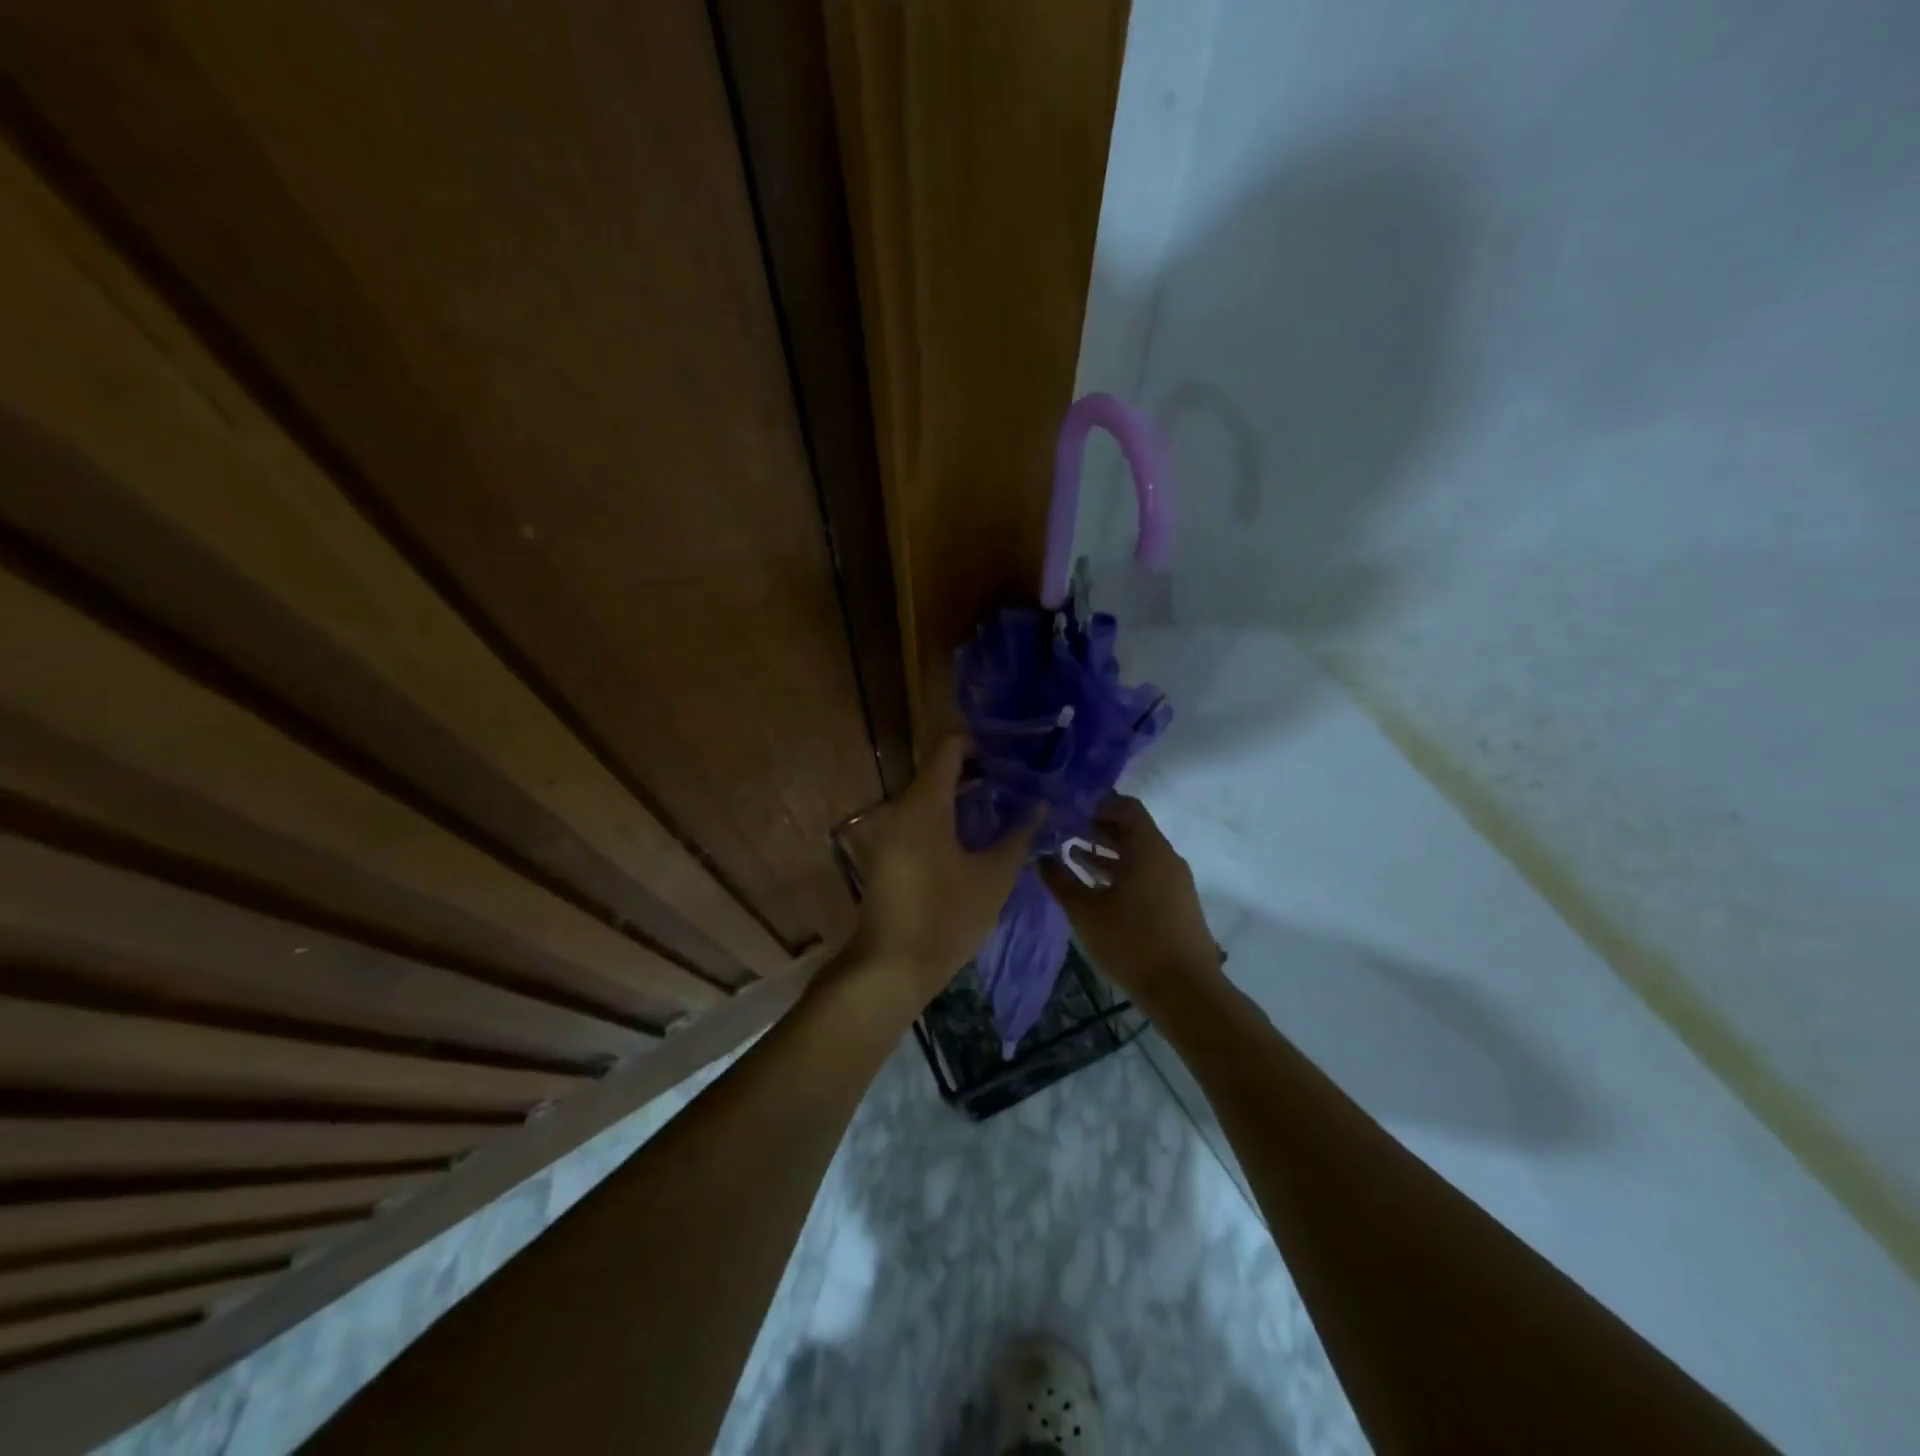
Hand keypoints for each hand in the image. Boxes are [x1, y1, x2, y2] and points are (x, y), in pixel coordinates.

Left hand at [849, 736, 1037, 1006]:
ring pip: (932, 796)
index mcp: (926, 803)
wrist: (889, 968)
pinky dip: (951, 817)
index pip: (950, 746)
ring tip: (1007, 806)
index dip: (983, 741)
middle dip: (981, 770)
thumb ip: (1018, 837)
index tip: (1015, 753)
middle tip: (1020, 781)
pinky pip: (923, 820)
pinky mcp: (891, 854)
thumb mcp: (993, 878)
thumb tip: (1040, 806)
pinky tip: (979, 837)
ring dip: (967, 796)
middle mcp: (903, 808)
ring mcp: (892, 832)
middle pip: (941, 769)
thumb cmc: (945, 918)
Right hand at [1040, 795, 1220, 1004]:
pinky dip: (1121, 873)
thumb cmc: (1132, 942)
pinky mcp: (1176, 903)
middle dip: (1097, 829)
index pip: (1126, 806)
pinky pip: (1146, 874)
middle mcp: (1166, 857)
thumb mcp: (1086, 911)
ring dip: (1107, 853)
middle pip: (1132, 829)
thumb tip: (1041, 858)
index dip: (1097, 805)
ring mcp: (1175, 881)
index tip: (1069, 812)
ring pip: (1138, 854)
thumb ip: (1060, 880)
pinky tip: (1096, 888)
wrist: (1184, 990)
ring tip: (1073, 857)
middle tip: (1064, 833)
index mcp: (1148, 848)